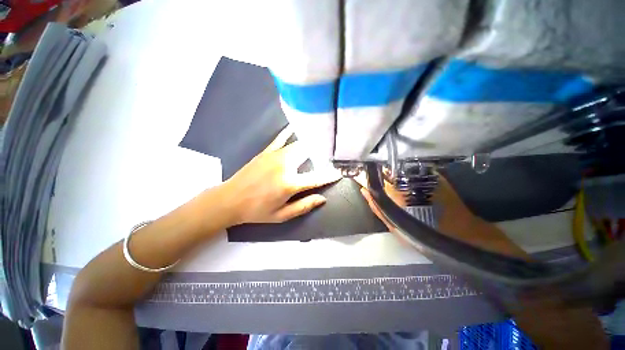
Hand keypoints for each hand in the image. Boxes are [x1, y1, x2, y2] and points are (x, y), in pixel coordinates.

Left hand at [220, 126, 340, 224]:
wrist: (230, 200)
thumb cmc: (257, 211)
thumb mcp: (281, 216)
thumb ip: (303, 206)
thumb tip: (322, 198)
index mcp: (290, 184)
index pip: (317, 177)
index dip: (330, 174)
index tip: (340, 171)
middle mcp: (285, 166)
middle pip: (309, 154)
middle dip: (322, 152)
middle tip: (332, 152)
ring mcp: (275, 156)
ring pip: (298, 144)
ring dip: (311, 143)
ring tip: (321, 140)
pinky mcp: (266, 152)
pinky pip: (281, 138)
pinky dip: (290, 132)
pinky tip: (296, 126)